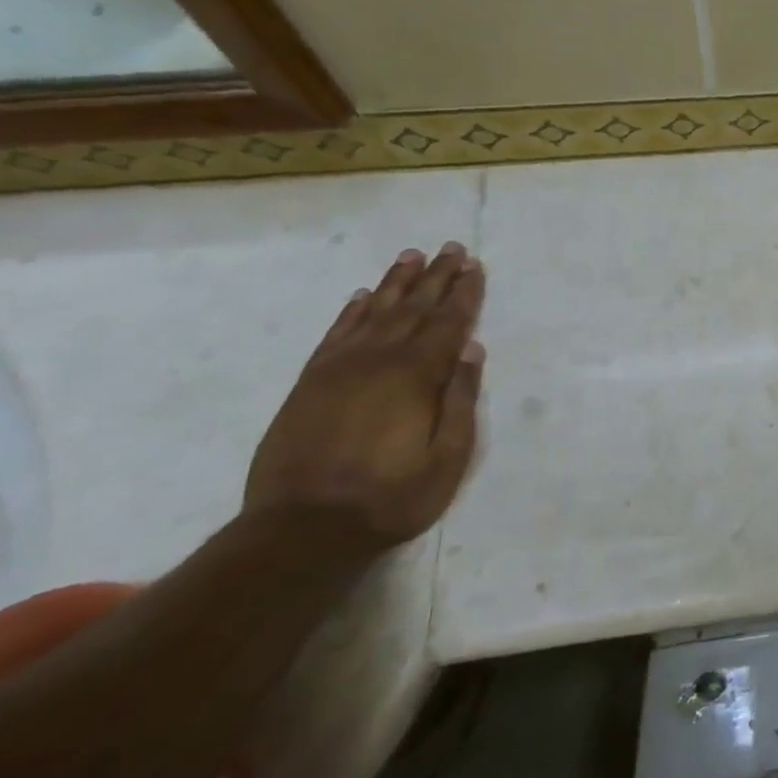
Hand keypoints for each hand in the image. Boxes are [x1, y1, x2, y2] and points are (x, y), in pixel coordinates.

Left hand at [244, 242, 486, 554]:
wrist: (302, 529)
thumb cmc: (391, 497)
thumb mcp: (448, 457)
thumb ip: (460, 400)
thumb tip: (471, 350)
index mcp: (415, 377)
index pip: (448, 324)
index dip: (464, 294)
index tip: (475, 266)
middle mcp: (377, 361)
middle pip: (413, 308)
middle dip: (436, 277)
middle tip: (452, 248)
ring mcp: (338, 369)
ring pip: (373, 312)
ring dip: (395, 283)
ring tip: (412, 256)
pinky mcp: (309, 383)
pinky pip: (335, 334)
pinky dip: (351, 311)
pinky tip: (362, 296)